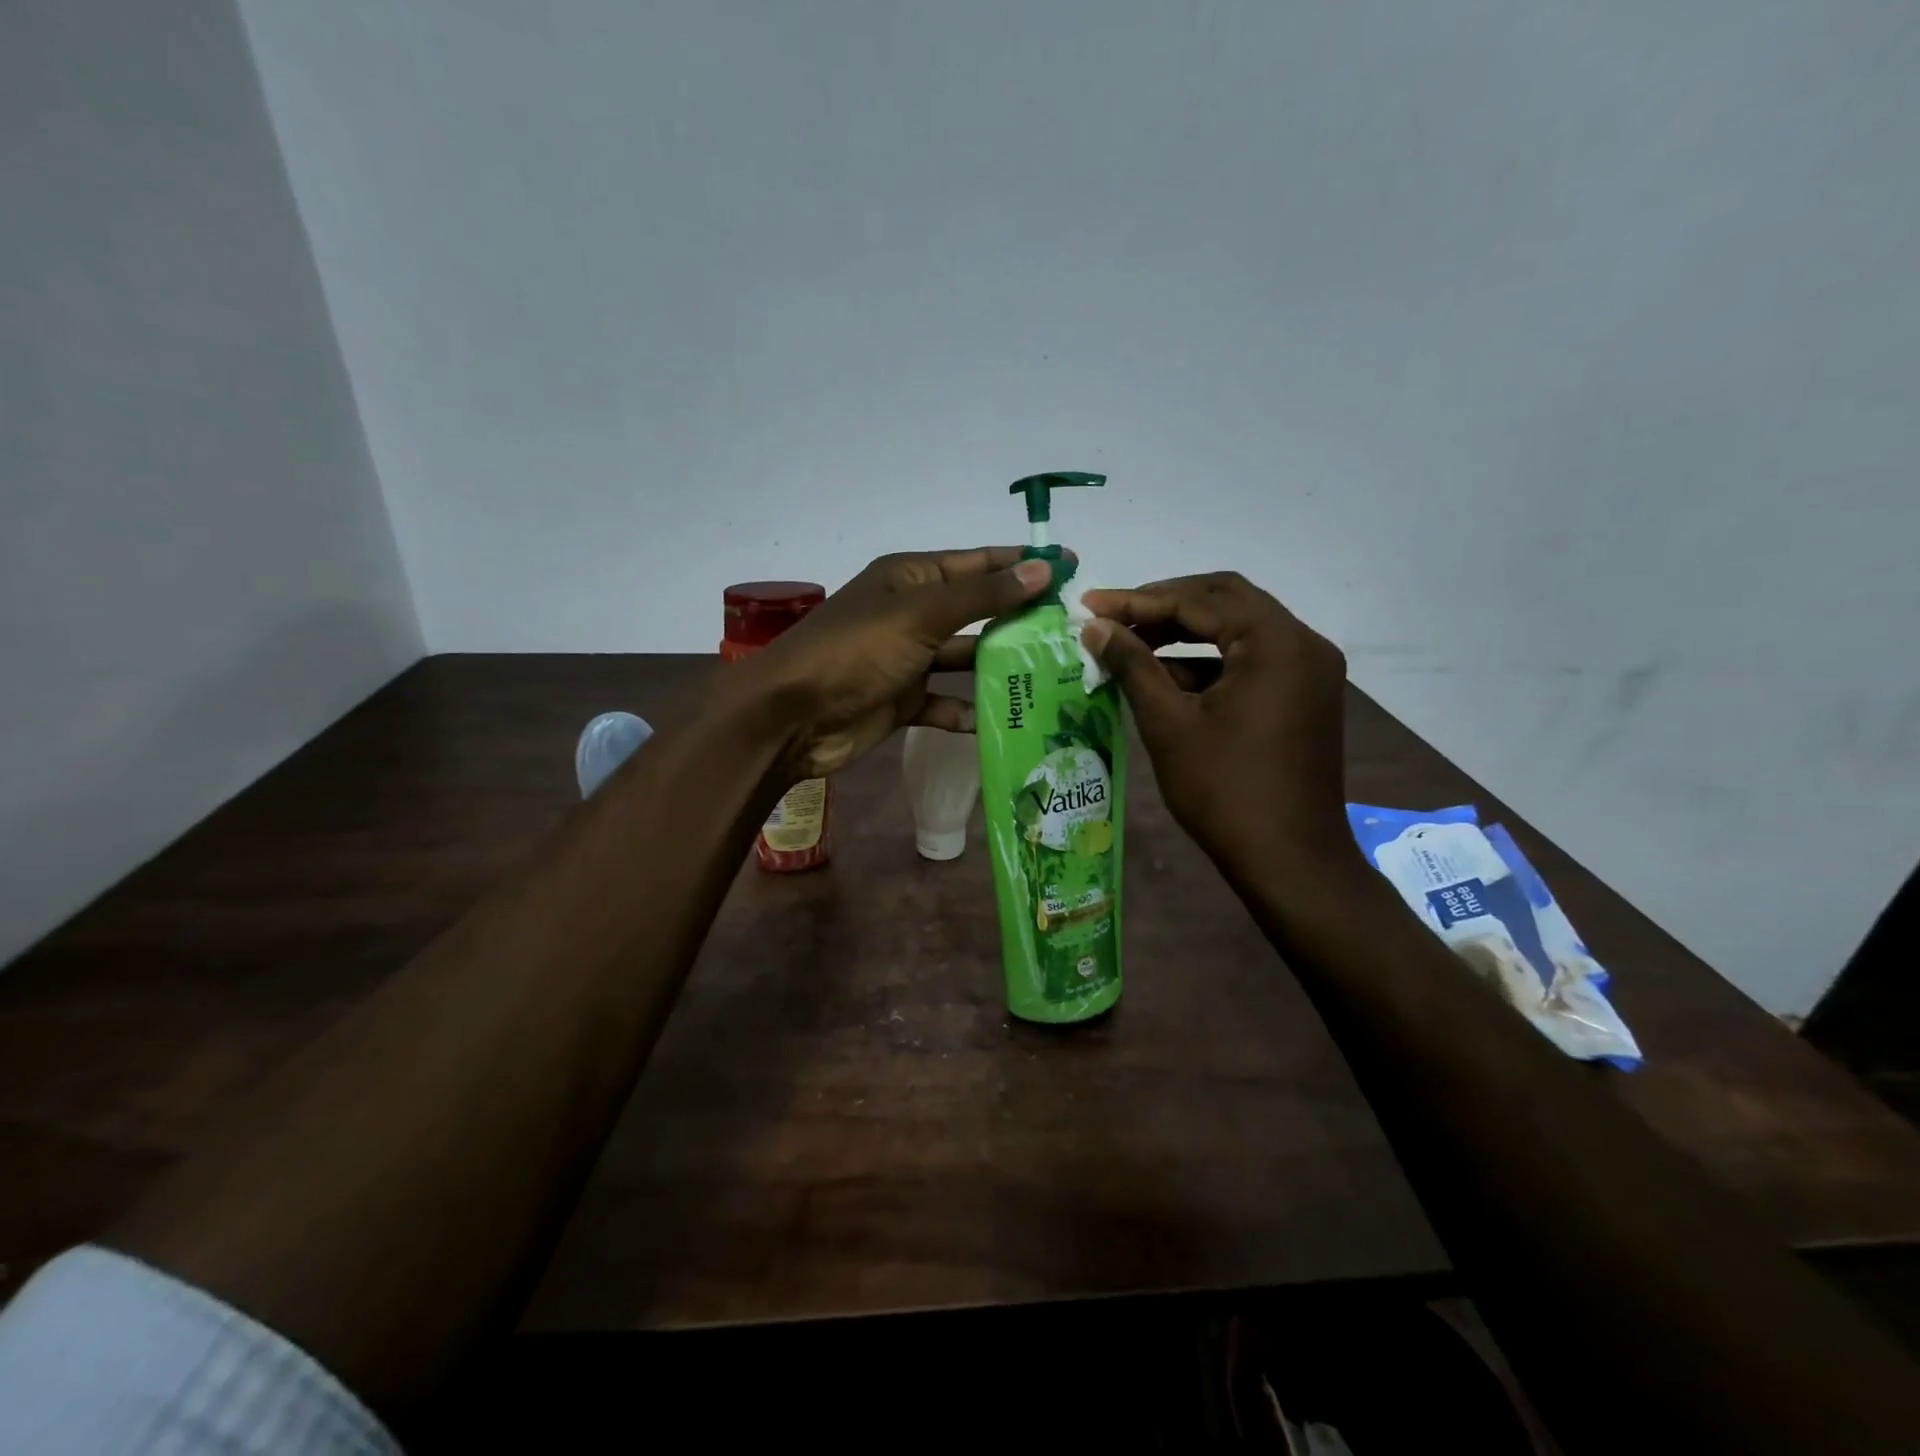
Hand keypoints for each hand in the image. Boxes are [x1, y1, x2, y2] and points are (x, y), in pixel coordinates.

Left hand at [730, 547, 1054, 778]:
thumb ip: (982, 596)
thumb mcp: (921, 614)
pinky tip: (1002, 722)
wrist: (792, 718)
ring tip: (1052, 677)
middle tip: (1072, 632)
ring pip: (964, 659)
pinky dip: (968, 710)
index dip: (1023, 563)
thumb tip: (1042, 568)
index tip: (1070, 567)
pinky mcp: (902, 700)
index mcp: (911, 578)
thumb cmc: (855, 652)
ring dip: (1000, 668)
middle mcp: (912, 613)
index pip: (978, 563)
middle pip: (976, 612)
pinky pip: (944, 702)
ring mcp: (907, 659)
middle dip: (1019, 620)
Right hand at [1080, 572, 1358, 879]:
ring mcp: (1309, 669)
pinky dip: (1209, 662)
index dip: (1138, 600)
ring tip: (1131, 646)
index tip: (1090, 605)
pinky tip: (1167, 678)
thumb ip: (1132, 666)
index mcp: (1275, 641)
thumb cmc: (1224, 791)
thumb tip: (1095, 628)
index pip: (1198, 600)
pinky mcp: (1305, 695)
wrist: (1290, 860)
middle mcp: (1302, 643)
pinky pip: (1251, 659)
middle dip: (1163, 606)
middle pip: (1224, 600)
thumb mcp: (1168, 724)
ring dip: (1185, 633)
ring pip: (1238, 629)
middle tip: (1113, 618)